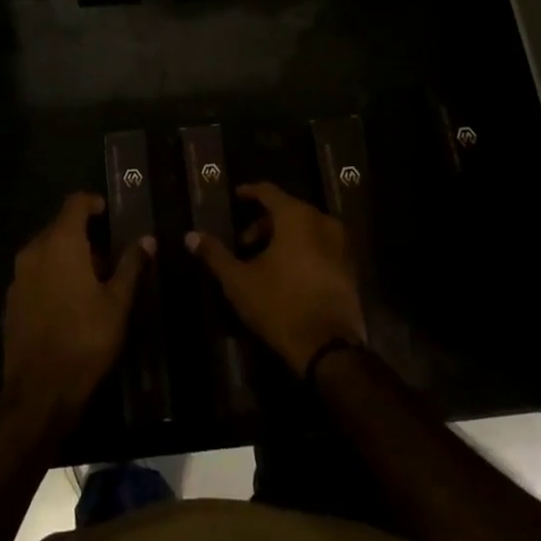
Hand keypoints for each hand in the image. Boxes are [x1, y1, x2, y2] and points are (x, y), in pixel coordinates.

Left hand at [1, 192, 149, 428]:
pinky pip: (35, 274)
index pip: (75, 203)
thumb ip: (131, 265)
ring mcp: (18, 276)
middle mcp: (33, 251)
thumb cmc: (85, 339)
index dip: (93, 203)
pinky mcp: (10, 301)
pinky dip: (52, 276)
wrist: (40, 391)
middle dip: (84, 236)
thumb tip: (147, 240)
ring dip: (67, 257)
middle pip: (59, 227)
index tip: (108, 214)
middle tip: (108, 259)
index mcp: (60, 242)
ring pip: (46, 251)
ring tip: (92, 283)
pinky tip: (69, 303)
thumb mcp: (117, 302)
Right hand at [186, 182, 366, 375]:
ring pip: (306, 229)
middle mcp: (323, 221)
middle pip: (288, 210)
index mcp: (296, 216)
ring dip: (284, 238)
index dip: (250, 192)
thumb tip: (190, 235)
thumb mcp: (239, 280)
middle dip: (264, 224)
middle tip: (244, 243)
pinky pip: (321, 246)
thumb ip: (214, 254)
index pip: (269, 192)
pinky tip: (288, 274)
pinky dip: (303, 250)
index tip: (236, 197)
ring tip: (264, 262)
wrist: (328, 348)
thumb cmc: (279, 305)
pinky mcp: (350, 267)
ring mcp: (341, 244)